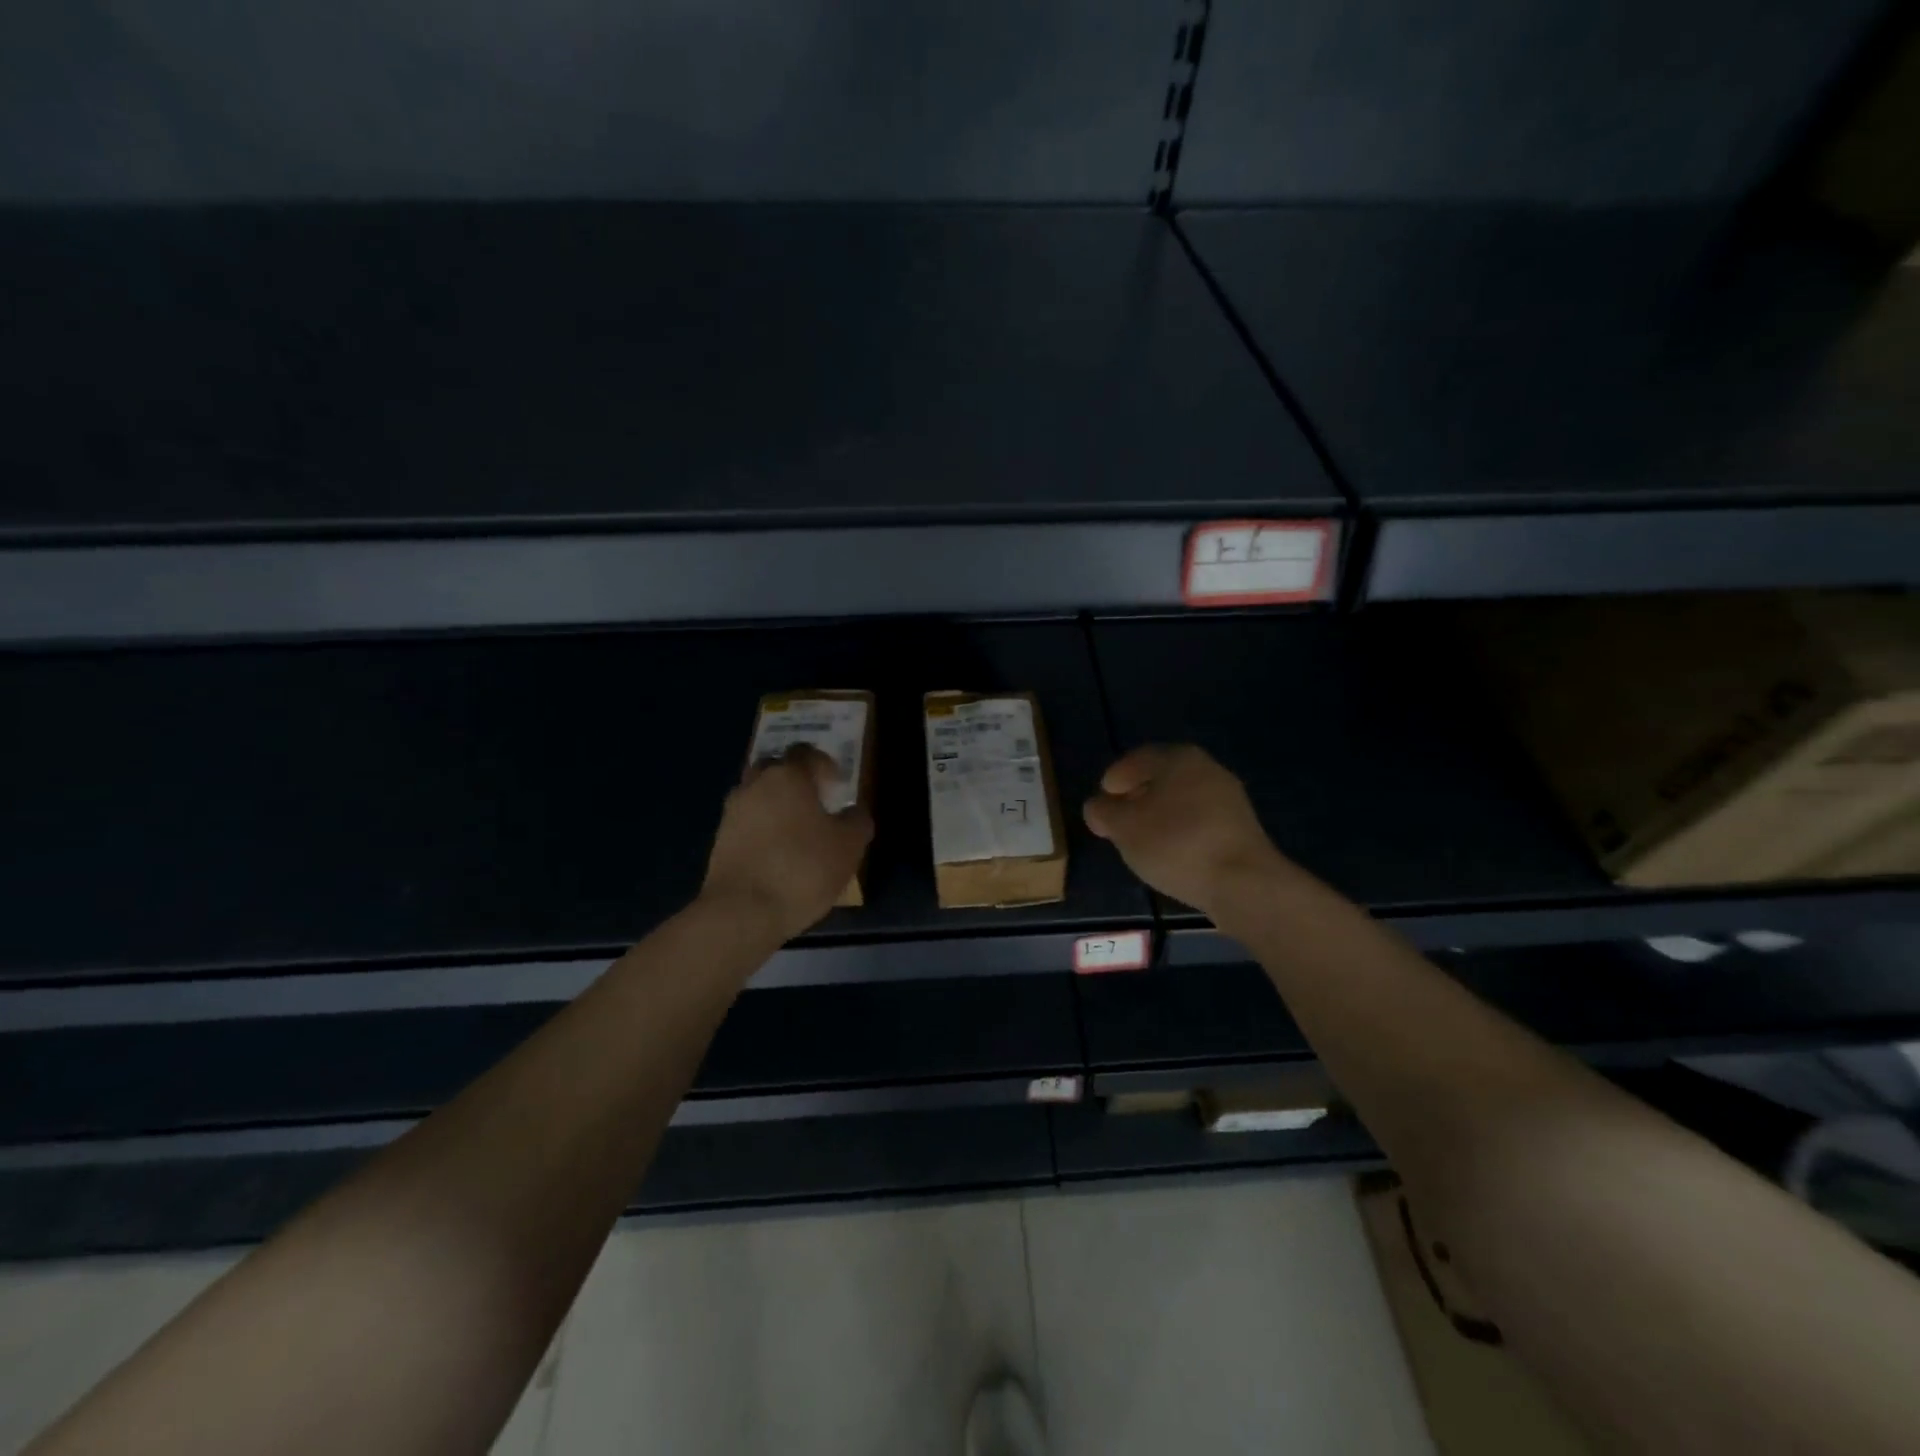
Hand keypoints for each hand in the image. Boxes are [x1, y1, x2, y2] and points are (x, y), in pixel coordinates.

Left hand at [700, 746, 873, 942]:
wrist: (742, 911)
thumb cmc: (803, 868)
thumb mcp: (848, 846)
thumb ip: (857, 821)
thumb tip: (854, 810)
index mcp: (789, 777)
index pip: (806, 753)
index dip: (824, 764)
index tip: (836, 786)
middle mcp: (755, 785)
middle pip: (775, 768)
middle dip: (794, 779)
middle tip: (813, 801)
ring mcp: (732, 812)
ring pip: (756, 795)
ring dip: (774, 804)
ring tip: (795, 831)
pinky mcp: (719, 840)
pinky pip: (746, 822)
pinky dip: (761, 829)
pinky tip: (776, 853)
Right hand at [1083, 744, 1294, 919]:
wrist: (1242, 882)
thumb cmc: (1175, 844)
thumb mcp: (1123, 828)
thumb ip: (1103, 812)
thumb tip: (1098, 806)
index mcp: (1178, 758)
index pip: (1138, 759)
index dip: (1115, 778)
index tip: (1102, 800)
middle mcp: (1207, 769)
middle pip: (1162, 777)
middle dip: (1137, 796)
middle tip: (1118, 819)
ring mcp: (1229, 798)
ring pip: (1182, 799)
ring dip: (1159, 814)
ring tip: (1140, 840)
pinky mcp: (1241, 828)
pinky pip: (1199, 821)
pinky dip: (1180, 830)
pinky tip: (1170, 852)